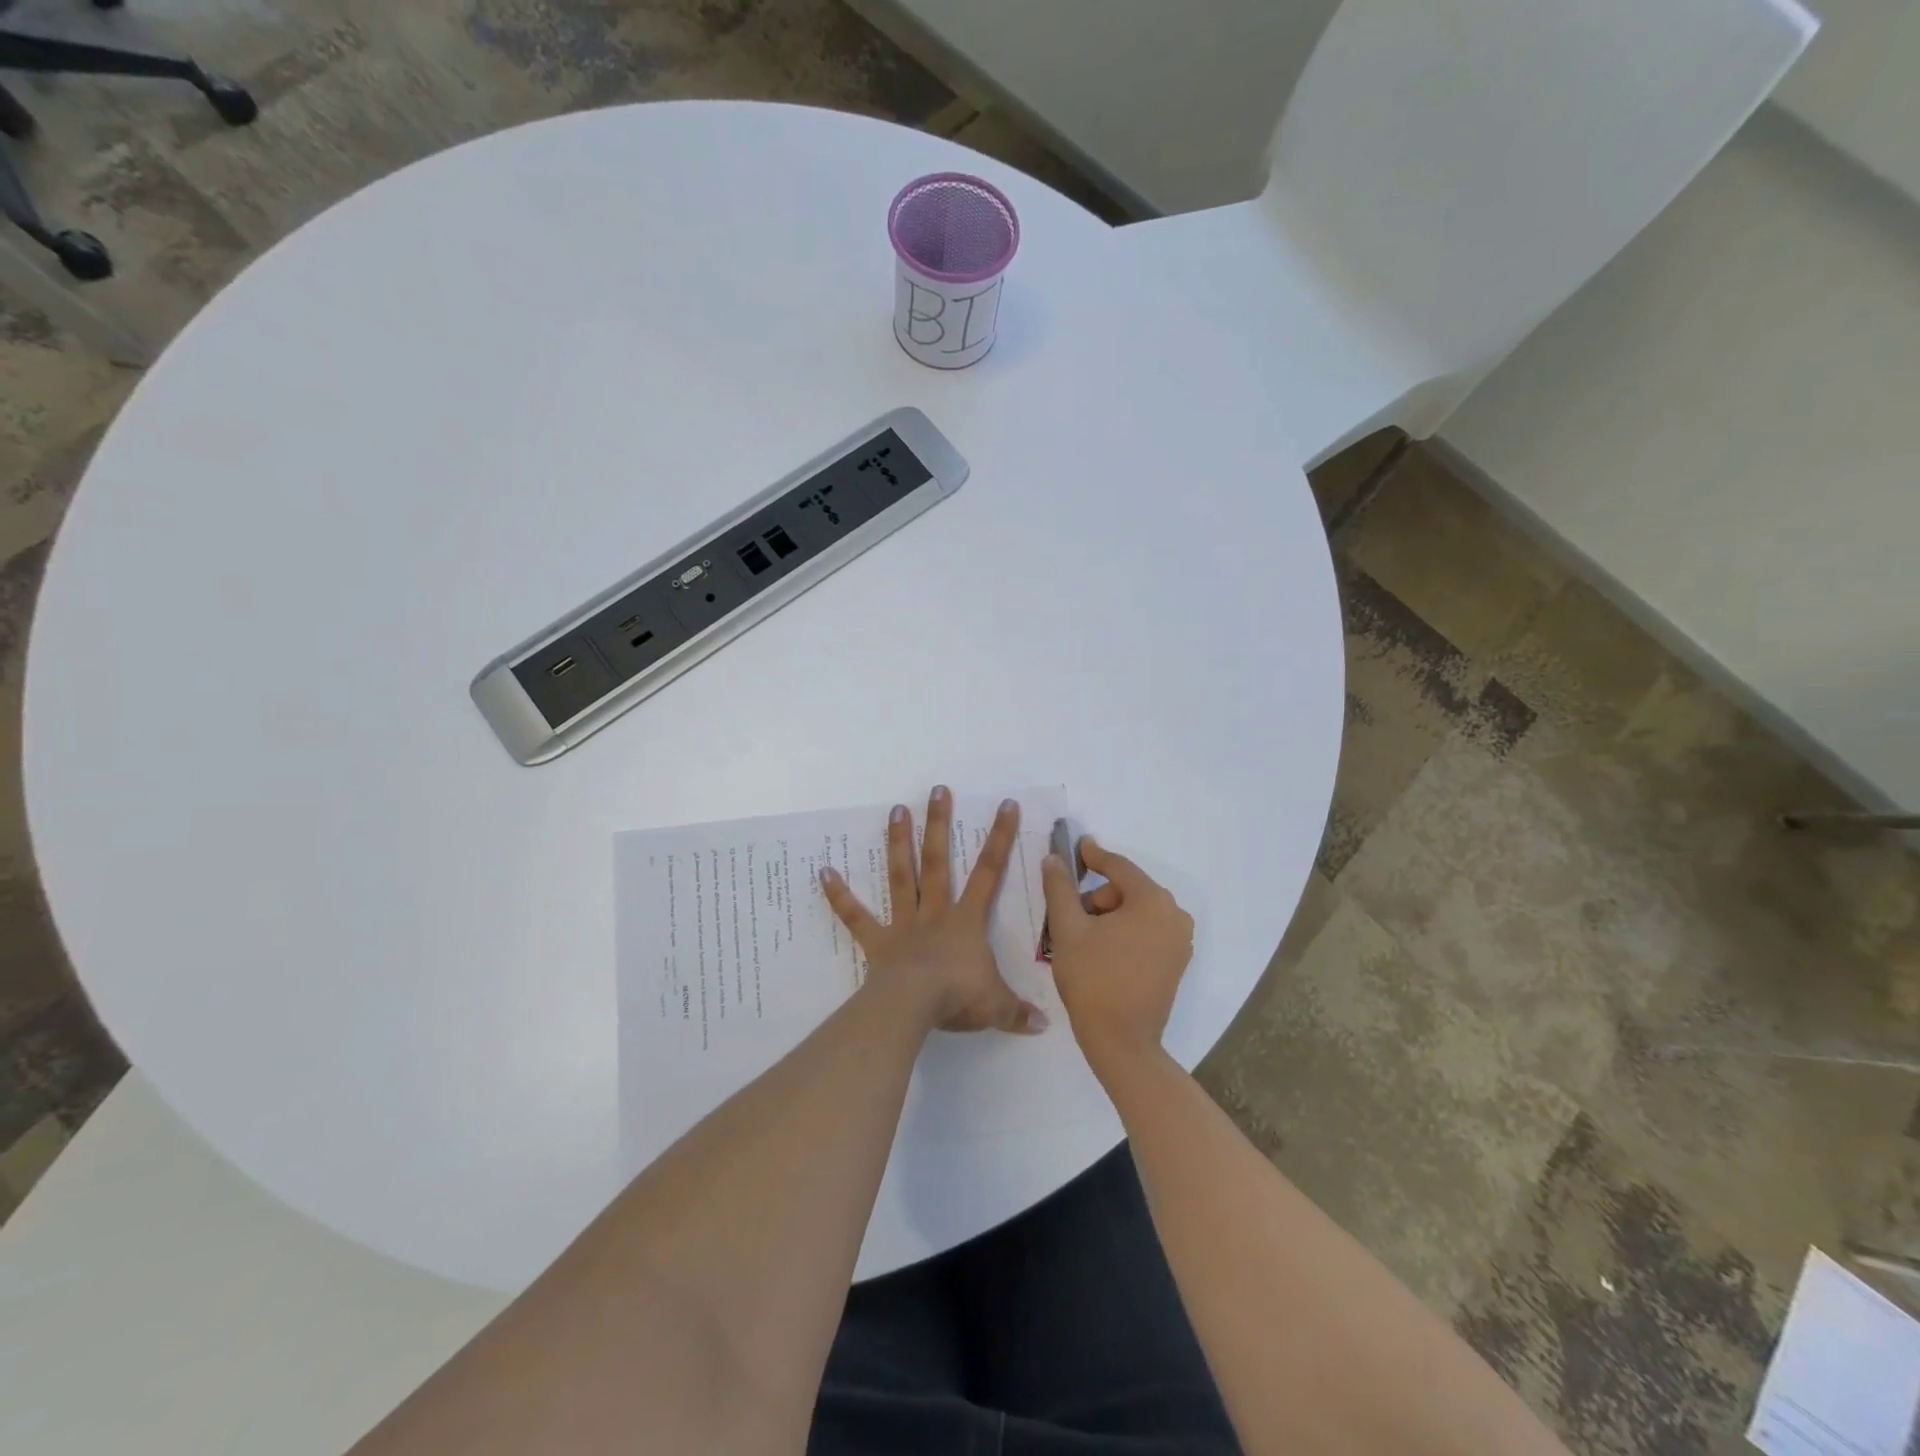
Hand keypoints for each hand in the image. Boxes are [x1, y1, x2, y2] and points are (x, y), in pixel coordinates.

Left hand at [821, 787, 1046, 1035]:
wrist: (913, 1007)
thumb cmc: (958, 998)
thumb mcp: (997, 1006)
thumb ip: (1018, 1012)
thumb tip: (1042, 1026)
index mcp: (966, 921)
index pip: (989, 872)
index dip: (999, 837)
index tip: (1005, 804)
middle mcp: (934, 913)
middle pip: (939, 861)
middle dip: (940, 824)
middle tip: (937, 790)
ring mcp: (903, 925)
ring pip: (902, 876)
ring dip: (899, 843)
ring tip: (895, 809)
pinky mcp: (877, 942)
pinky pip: (856, 916)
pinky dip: (839, 895)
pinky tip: (823, 872)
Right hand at [1040, 838, 1193, 1076]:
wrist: (1121, 1042)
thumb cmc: (1093, 979)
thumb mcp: (1068, 928)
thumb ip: (1060, 887)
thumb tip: (1055, 858)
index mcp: (1153, 901)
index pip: (1118, 867)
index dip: (1093, 856)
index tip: (1075, 847)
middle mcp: (1174, 915)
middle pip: (1127, 890)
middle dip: (1096, 899)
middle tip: (1068, 919)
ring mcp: (1180, 940)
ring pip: (1135, 912)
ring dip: (1108, 917)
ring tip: (1081, 941)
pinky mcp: (1176, 962)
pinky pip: (1146, 932)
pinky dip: (1123, 933)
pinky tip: (1100, 952)